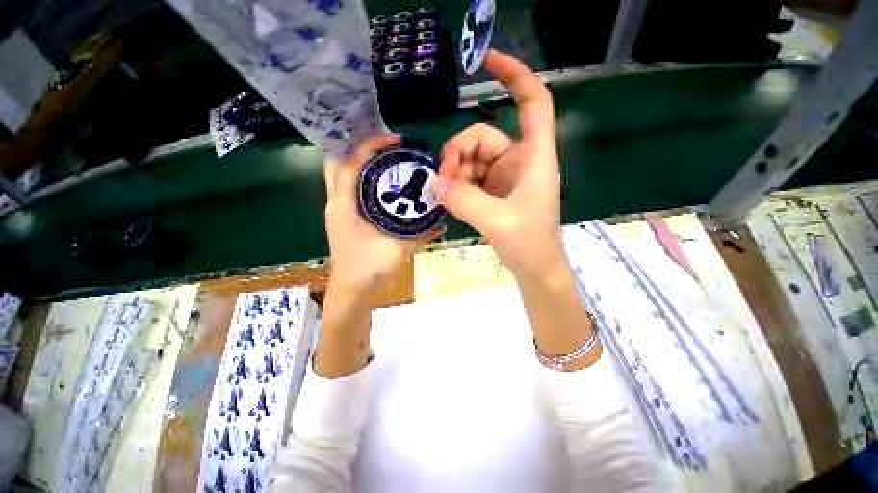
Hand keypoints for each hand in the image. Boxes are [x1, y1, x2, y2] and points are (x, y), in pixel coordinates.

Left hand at [324, 134, 444, 292]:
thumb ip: (421, 235)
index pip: (351, 162)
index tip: (396, 139)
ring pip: (343, 174)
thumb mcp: (398, 249)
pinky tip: (384, 181)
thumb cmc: (369, 269)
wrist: (353, 290)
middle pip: (340, 162)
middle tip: (387, 145)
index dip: (371, 144)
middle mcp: (337, 202)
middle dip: (360, 147)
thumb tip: (442, 223)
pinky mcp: (345, 217)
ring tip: (387, 157)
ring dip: (362, 161)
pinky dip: (365, 179)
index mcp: (343, 205)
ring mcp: (339, 209)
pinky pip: (351, 189)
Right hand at [433, 49, 563, 278]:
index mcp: (533, 157)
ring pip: (471, 159)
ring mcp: (503, 176)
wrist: (534, 268)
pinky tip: (450, 199)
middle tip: (443, 181)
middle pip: (482, 136)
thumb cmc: (529, 244)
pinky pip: (468, 178)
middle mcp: (518, 160)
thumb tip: (436, 183)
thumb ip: (465, 200)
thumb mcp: (498, 221)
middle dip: (457, 154)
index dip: (515, 76)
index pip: (533, 103)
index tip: (487, 61)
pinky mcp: (492, 191)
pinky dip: (456, 185)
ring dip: (454, 173)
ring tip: (446, 195)